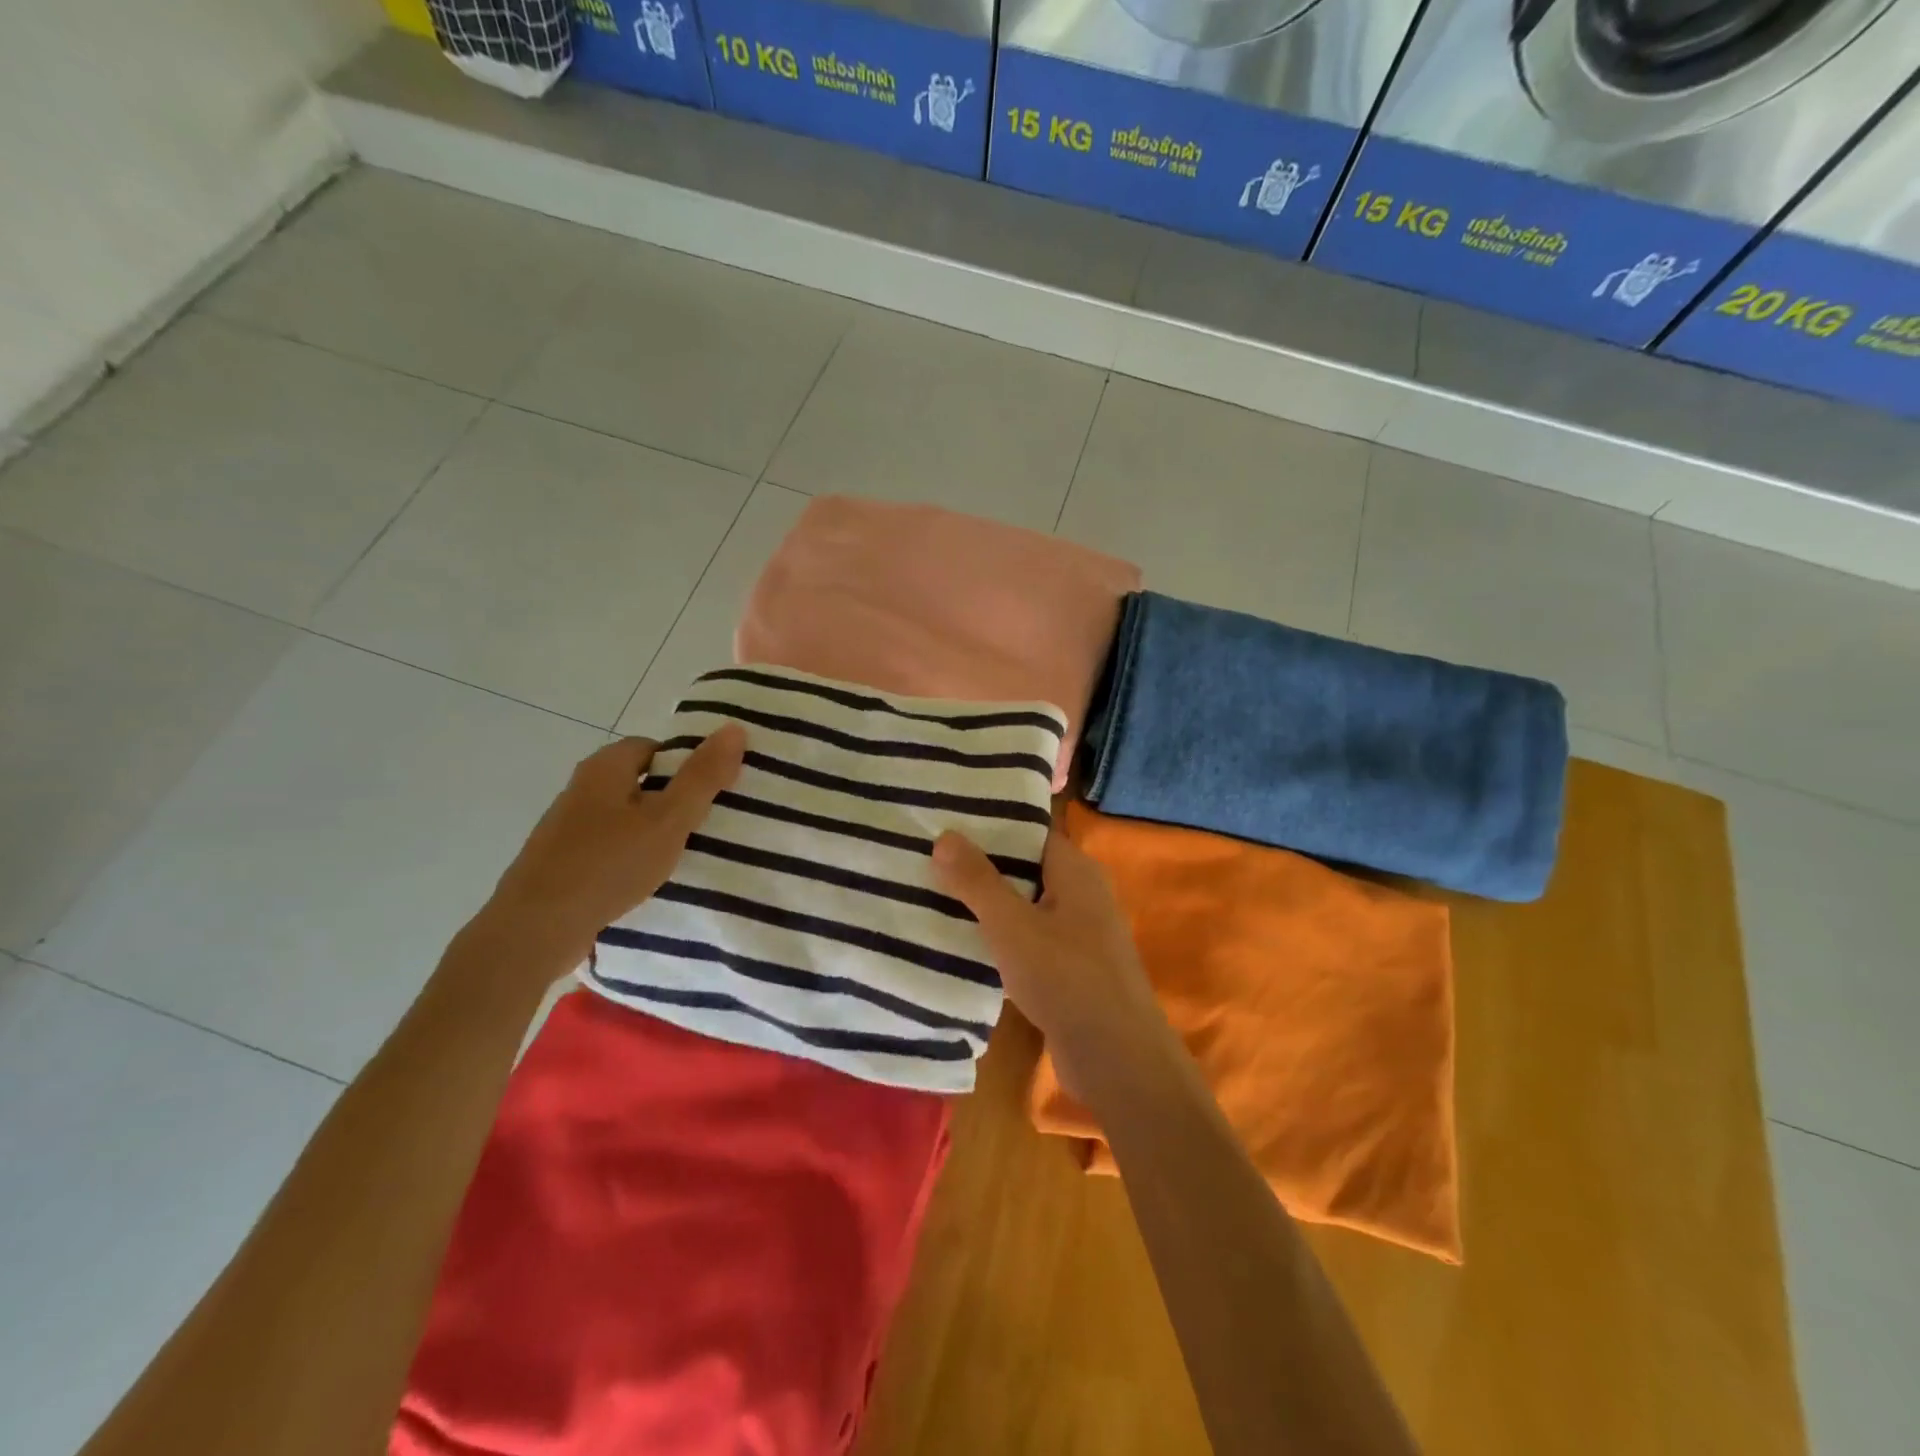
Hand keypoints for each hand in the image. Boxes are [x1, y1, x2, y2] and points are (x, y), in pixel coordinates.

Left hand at [476, 727, 745, 978]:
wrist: (534, 930)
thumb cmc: (607, 865)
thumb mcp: (668, 820)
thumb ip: (702, 777)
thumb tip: (734, 728)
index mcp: (605, 767)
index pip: (654, 747)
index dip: (687, 763)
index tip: (714, 788)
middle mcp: (582, 788)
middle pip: (640, 781)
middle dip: (673, 797)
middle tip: (709, 820)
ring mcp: (567, 826)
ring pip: (625, 816)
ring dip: (653, 829)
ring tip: (686, 852)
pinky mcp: (562, 861)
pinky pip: (609, 845)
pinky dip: (631, 854)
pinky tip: (648, 878)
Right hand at [932, 827, 1168, 1099]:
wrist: (1117, 1058)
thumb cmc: (1065, 977)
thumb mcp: (1012, 925)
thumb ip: (977, 880)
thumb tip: (945, 835)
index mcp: (1076, 870)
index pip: (1029, 832)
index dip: (990, 825)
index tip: (946, 822)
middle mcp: (1082, 893)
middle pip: (1024, 867)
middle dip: (981, 865)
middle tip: (928, 858)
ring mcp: (1079, 932)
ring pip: (1024, 905)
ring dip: (988, 904)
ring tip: (933, 895)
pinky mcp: (1070, 967)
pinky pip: (1029, 938)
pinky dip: (1001, 936)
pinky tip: (963, 942)